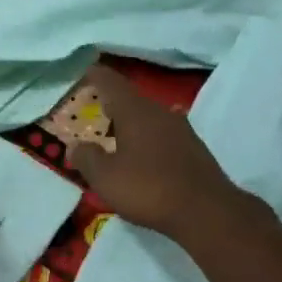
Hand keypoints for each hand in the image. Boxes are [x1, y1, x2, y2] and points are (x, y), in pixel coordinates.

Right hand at [65, 64, 247, 240]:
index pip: (112, 83)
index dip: (97, 76)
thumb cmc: (149, 189)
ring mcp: (181, 129)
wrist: (207, 211)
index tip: (88, 70)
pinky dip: (149, 138)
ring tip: (117, 135)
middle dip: (114, 103)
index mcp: (135, 111)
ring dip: (132, 123)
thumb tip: (74, 146)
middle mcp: (159, 112)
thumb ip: (87, 158)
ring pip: (150, 117)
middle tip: (98, 109)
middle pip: (132, 99)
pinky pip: (163, 134)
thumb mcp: (106, 178)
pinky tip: (144, 155)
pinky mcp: (194, 148)